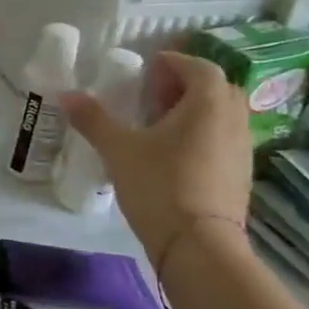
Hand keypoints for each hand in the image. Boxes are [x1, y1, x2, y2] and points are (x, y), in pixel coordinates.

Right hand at [61, 51, 250, 271]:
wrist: (199, 246)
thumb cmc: (159, 184)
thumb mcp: (118, 148)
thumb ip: (93, 119)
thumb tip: (66, 94)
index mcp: (208, 104)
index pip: (200, 67)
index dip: (175, 62)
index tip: (149, 66)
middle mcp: (233, 121)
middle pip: (218, 89)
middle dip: (188, 85)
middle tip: (154, 93)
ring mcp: (242, 151)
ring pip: (223, 117)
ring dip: (196, 111)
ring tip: (160, 123)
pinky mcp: (240, 177)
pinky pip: (223, 141)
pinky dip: (202, 136)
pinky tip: (174, 153)